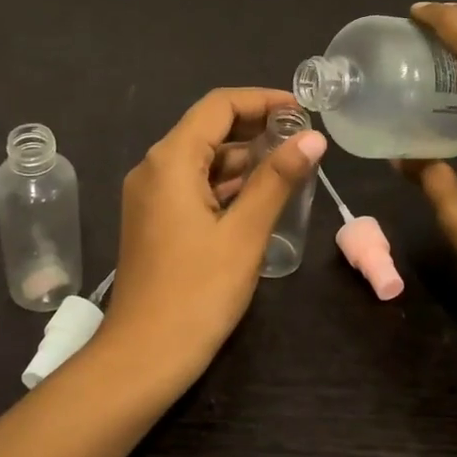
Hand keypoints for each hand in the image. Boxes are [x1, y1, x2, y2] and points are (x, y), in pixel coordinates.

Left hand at [99, 88, 326, 387]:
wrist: (144, 356)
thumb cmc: (197, 292)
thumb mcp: (245, 233)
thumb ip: (277, 180)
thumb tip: (313, 137)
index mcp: (170, 160)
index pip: (218, 106)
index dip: (262, 100)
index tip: (303, 110)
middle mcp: (153, 168)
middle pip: (208, 128)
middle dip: (256, 127)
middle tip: (304, 138)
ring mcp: (149, 195)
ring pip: (201, 158)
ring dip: (243, 157)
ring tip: (292, 164)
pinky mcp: (154, 220)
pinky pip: (192, 185)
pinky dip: (226, 182)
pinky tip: (260, 194)